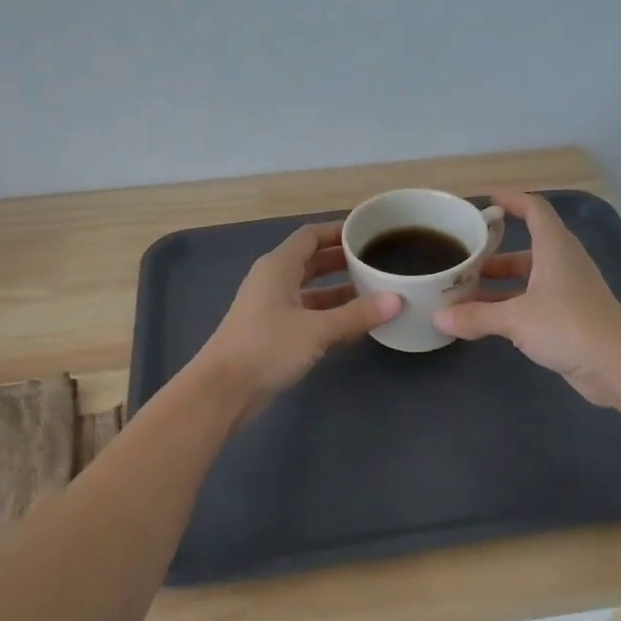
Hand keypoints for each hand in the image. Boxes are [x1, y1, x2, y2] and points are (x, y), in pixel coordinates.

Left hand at [192, 221, 400, 407]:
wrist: (223, 390)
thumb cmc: (267, 347)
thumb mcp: (317, 329)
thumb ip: (356, 314)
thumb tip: (396, 300)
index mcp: (278, 266)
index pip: (310, 236)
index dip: (337, 231)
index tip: (368, 232)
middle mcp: (273, 281)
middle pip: (312, 262)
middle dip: (342, 261)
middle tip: (377, 261)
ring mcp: (271, 308)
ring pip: (311, 291)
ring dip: (339, 290)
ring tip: (375, 291)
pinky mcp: (273, 333)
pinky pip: (307, 314)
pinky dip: (329, 314)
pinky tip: (355, 323)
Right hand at [434, 191, 620, 406]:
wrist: (617, 364)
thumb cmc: (567, 325)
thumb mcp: (515, 318)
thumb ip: (476, 316)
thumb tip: (438, 317)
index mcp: (554, 247)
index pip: (534, 209)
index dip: (511, 200)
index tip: (486, 200)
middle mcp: (563, 263)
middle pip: (526, 247)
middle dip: (493, 253)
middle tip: (462, 258)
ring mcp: (568, 291)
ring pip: (528, 278)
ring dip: (499, 283)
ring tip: (465, 292)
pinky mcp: (570, 317)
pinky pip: (533, 302)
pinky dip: (510, 305)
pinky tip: (487, 319)